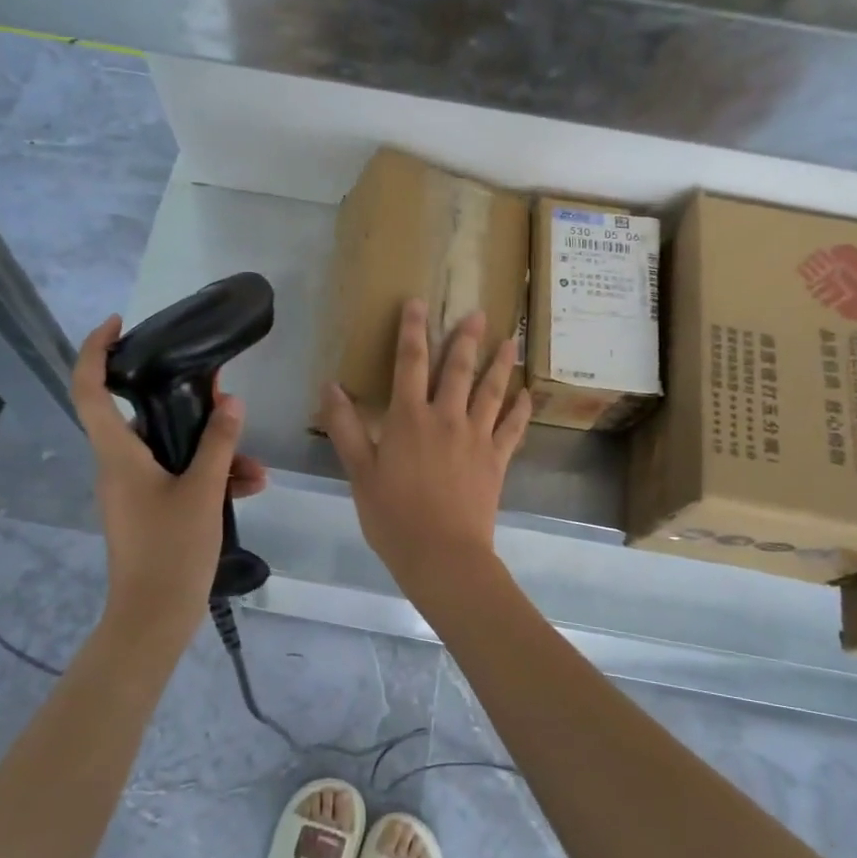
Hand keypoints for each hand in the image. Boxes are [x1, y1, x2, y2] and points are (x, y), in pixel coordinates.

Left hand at [73, 315, 267, 628]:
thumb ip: (217, 443)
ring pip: (170, 452)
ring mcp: (133, 490)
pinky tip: (250, 487)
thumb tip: (229, 401)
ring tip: (256, 468)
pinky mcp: (149, 510)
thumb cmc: (171, 551)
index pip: (89, 388)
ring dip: (213, 452)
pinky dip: (210, 478)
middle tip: (221, 395)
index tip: (120, 324)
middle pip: (143, 417)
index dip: (96, 349)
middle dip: (187, 406)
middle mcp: (118, 466)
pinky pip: (178, 479)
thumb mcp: (203, 492)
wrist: (153, 620)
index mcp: (117, 454)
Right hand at [320, 299, 528, 593]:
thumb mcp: (359, 472)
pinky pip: (513, 428)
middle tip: (479, 312)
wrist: (442, 554)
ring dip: (500, 364)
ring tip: (510, 341)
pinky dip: (520, 409)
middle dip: (466, 338)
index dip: (412, 330)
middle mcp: (446, 417)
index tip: (417, 302)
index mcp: (409, 417)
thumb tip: (330, 386)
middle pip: (458, 369)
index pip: (409, 362)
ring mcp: (476, 437)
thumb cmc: (393, 516)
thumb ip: (345, 427)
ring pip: (491, 391)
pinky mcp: (497, 460)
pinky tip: (527, 394)